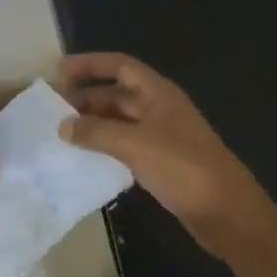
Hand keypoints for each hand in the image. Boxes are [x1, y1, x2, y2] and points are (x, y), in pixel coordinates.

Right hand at [56, 52, 271, 252]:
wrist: (225, 211)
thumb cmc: (182, 167)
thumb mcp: (134, 144)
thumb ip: (97, 132)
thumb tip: (63, 126)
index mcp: (158, 93)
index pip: (119, 66)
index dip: (89, 65)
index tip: (57, 73)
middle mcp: (160, 108)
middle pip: (118, 94)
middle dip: (85, 98)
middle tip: (51, 111)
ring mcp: (162, 136)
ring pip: (120, 122)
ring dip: (93, 125)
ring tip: (61, 134)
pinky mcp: (162, 162)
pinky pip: (126, 146)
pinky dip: (105, 147)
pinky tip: (85, 159)